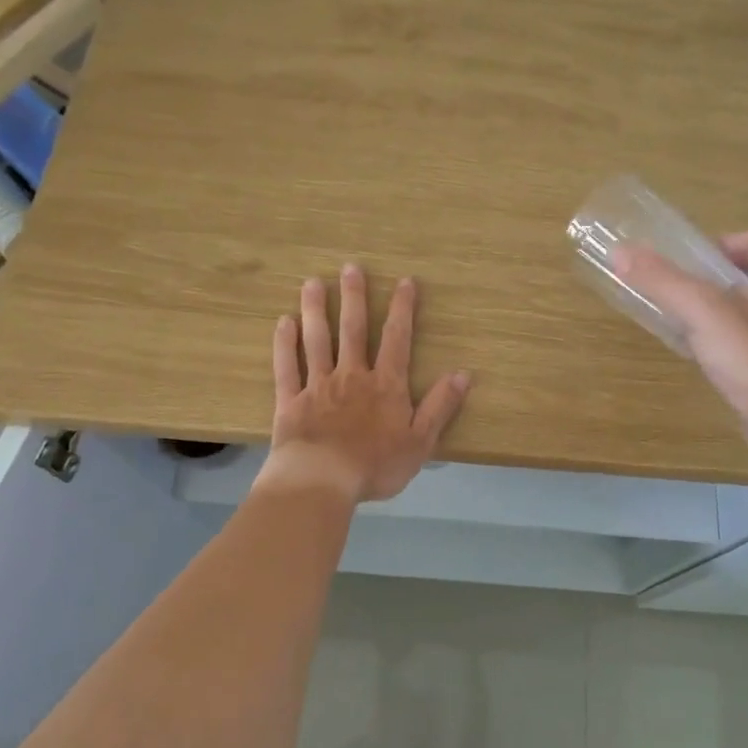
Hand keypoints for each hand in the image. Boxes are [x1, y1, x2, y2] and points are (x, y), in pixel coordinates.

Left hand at [257, 264, 472, 503]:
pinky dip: (285, 344)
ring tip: (312, 282)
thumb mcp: (420, 441)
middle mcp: (352, 376)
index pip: (397, 340)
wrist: (322, 479)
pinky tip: (283, 322)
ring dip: (316, 310)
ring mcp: (318, 385)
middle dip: (354, 297)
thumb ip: (440, 406)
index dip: (402, 310)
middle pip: (353, 330)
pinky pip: (287, 367)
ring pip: (318, 340)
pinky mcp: (291, 401)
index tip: (405, 281)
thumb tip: (463, 374)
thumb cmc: (375, 465)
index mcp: (385, 385)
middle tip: (351, 267)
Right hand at [614, 231, 747, 449]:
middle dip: (714, 280)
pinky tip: (702, 351)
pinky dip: (729, 338)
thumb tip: (620, 252)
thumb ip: (661, 279)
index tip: (686, 265)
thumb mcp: (700, 309)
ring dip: (719, 310)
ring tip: (684, 320)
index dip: (717, 247)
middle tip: (679, 292)